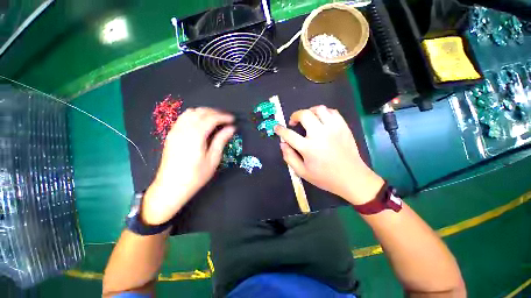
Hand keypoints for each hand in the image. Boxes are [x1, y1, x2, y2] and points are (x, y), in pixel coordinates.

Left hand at [142, 108, 234, 224]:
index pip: (211, 118)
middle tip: (226, 119)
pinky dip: (195, 115)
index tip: (233, 119)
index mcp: (195, 135)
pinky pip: (184, 118)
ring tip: (215, 119)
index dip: (224, 117)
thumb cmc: (195, 176)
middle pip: (200, 112)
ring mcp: (175, 130)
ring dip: (205, 112)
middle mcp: (183, 129)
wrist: (170, 187)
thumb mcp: (213, 159)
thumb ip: (221, 140)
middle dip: (215, 112)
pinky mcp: (171, 134)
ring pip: (191, 112)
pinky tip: (201, 123)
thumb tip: (231, 128)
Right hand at [275, 105, 383, 204]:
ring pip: (319, 109)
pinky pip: (332, 112)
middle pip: (304, 115)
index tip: (277, 128)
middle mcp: (320, 134)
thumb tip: (282, 144)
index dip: (280, 130)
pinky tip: (321, 121)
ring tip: (307, 119)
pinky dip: (323, 113)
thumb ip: (289, 157)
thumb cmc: (325, 177)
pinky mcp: (343, 127)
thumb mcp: (302, 172)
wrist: (352, 178)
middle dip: (294, 116)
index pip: (289, 134)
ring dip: (309, 112)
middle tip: (293, 123)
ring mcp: (333, 128)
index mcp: (308, 147)